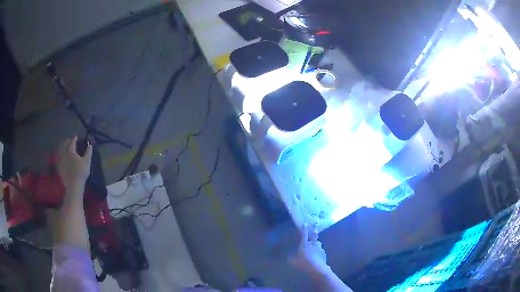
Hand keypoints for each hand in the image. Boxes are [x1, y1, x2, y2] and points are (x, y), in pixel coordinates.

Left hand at [56, 136, 92, 191]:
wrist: (73, 185)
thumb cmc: (81, 172)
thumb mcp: (87, 161)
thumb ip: (88, 152)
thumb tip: (90, 145)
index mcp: (70, 150)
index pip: (72, 141)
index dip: (74, 138)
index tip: (76, 137)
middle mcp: (64, 153)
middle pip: (64, 144)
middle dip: (67, 141)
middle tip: (69, 141)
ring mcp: (60, 160)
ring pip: (60, 151)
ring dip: (62, 147)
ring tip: (64, 147)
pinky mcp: (59, 167)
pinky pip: (58, 159)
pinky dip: (59, 156)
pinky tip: (61, 157)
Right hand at [289, 224, 329, 274]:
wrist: (317, 267)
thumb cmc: (304, 263)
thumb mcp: (293, 261)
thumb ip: (291, 257)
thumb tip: (289, 255)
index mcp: (304, 244)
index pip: (304, 234)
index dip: (304, 229)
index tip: (306, 223)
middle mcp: (312, 244)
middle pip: (314, 235)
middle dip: (314, 229)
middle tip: (315, 224)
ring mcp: (319, 248)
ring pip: (318, 242)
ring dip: (316, 241)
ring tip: (315, 242)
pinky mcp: (324, 253)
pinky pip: (321, 250)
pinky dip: (319, 250)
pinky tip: (317, 254)